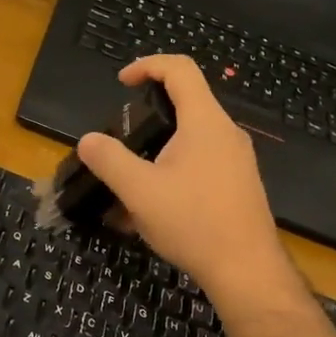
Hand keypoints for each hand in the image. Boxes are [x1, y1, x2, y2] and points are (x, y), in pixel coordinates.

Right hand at [76, 56, 297, 306]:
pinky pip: (203, 161)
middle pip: (188, 101)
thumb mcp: (139, 191)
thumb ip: (109, 160)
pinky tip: (155, 205)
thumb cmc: (194, 223)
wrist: (248, 272)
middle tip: (123, 134)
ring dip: (160, 146)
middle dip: (150, 111)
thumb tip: (88, 140)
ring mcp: (237, 159)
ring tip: (133, 177)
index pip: (179, 69)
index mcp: (204, 122)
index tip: (122, 82)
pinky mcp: (239, 184)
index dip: (147, 65)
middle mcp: (226, 132)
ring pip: (193, 136)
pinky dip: (175, 168)